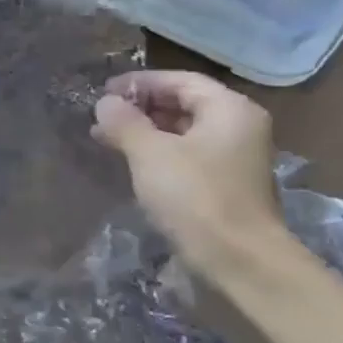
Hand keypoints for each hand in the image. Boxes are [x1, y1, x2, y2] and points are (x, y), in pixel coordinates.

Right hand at [90, 70, 287, 275]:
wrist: (240, 262)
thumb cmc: (195, 197)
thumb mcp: (150, 153)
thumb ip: (124, 122)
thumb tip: (105, 103)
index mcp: (230, 109)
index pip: (179, 80)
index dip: (139, 83)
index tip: (104, 93)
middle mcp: (239, 127)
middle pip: (184, 104)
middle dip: (140, 108)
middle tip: (102, 117)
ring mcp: (235, 158)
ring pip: (184, 132)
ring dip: (146, 132)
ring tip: (108, 139)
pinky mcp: (227, 186)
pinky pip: (188, 156)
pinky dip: (159, 154)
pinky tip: (132, 164)